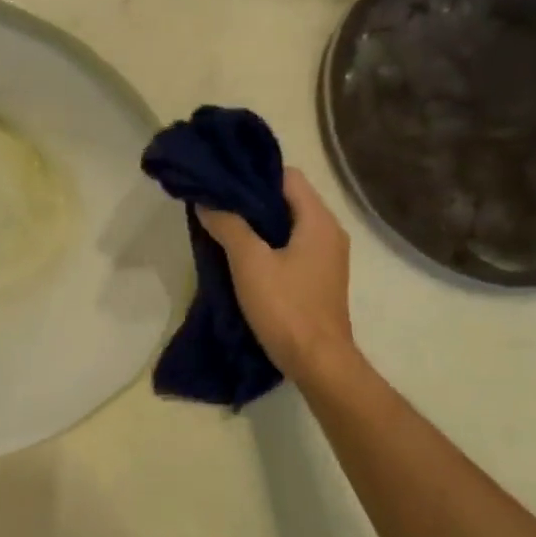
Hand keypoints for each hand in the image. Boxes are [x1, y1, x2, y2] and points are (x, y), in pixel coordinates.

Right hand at [197, 167, 355, 381]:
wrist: (317, 361)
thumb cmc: (286, 307)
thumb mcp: (250, 263)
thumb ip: (228, 226)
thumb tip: (207, 202)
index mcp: (319, 221)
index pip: (287, 177)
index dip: (254, 175)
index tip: (222, 180)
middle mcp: (328, 232)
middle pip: (287, 200)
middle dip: (251, 199)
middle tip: (215, 202)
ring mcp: (326, 258)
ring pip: (287, 226)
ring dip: (257, 224)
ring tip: (221, 226)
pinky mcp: (317, 279)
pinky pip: (290, 248)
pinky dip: (266, 244)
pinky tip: (240, 256)